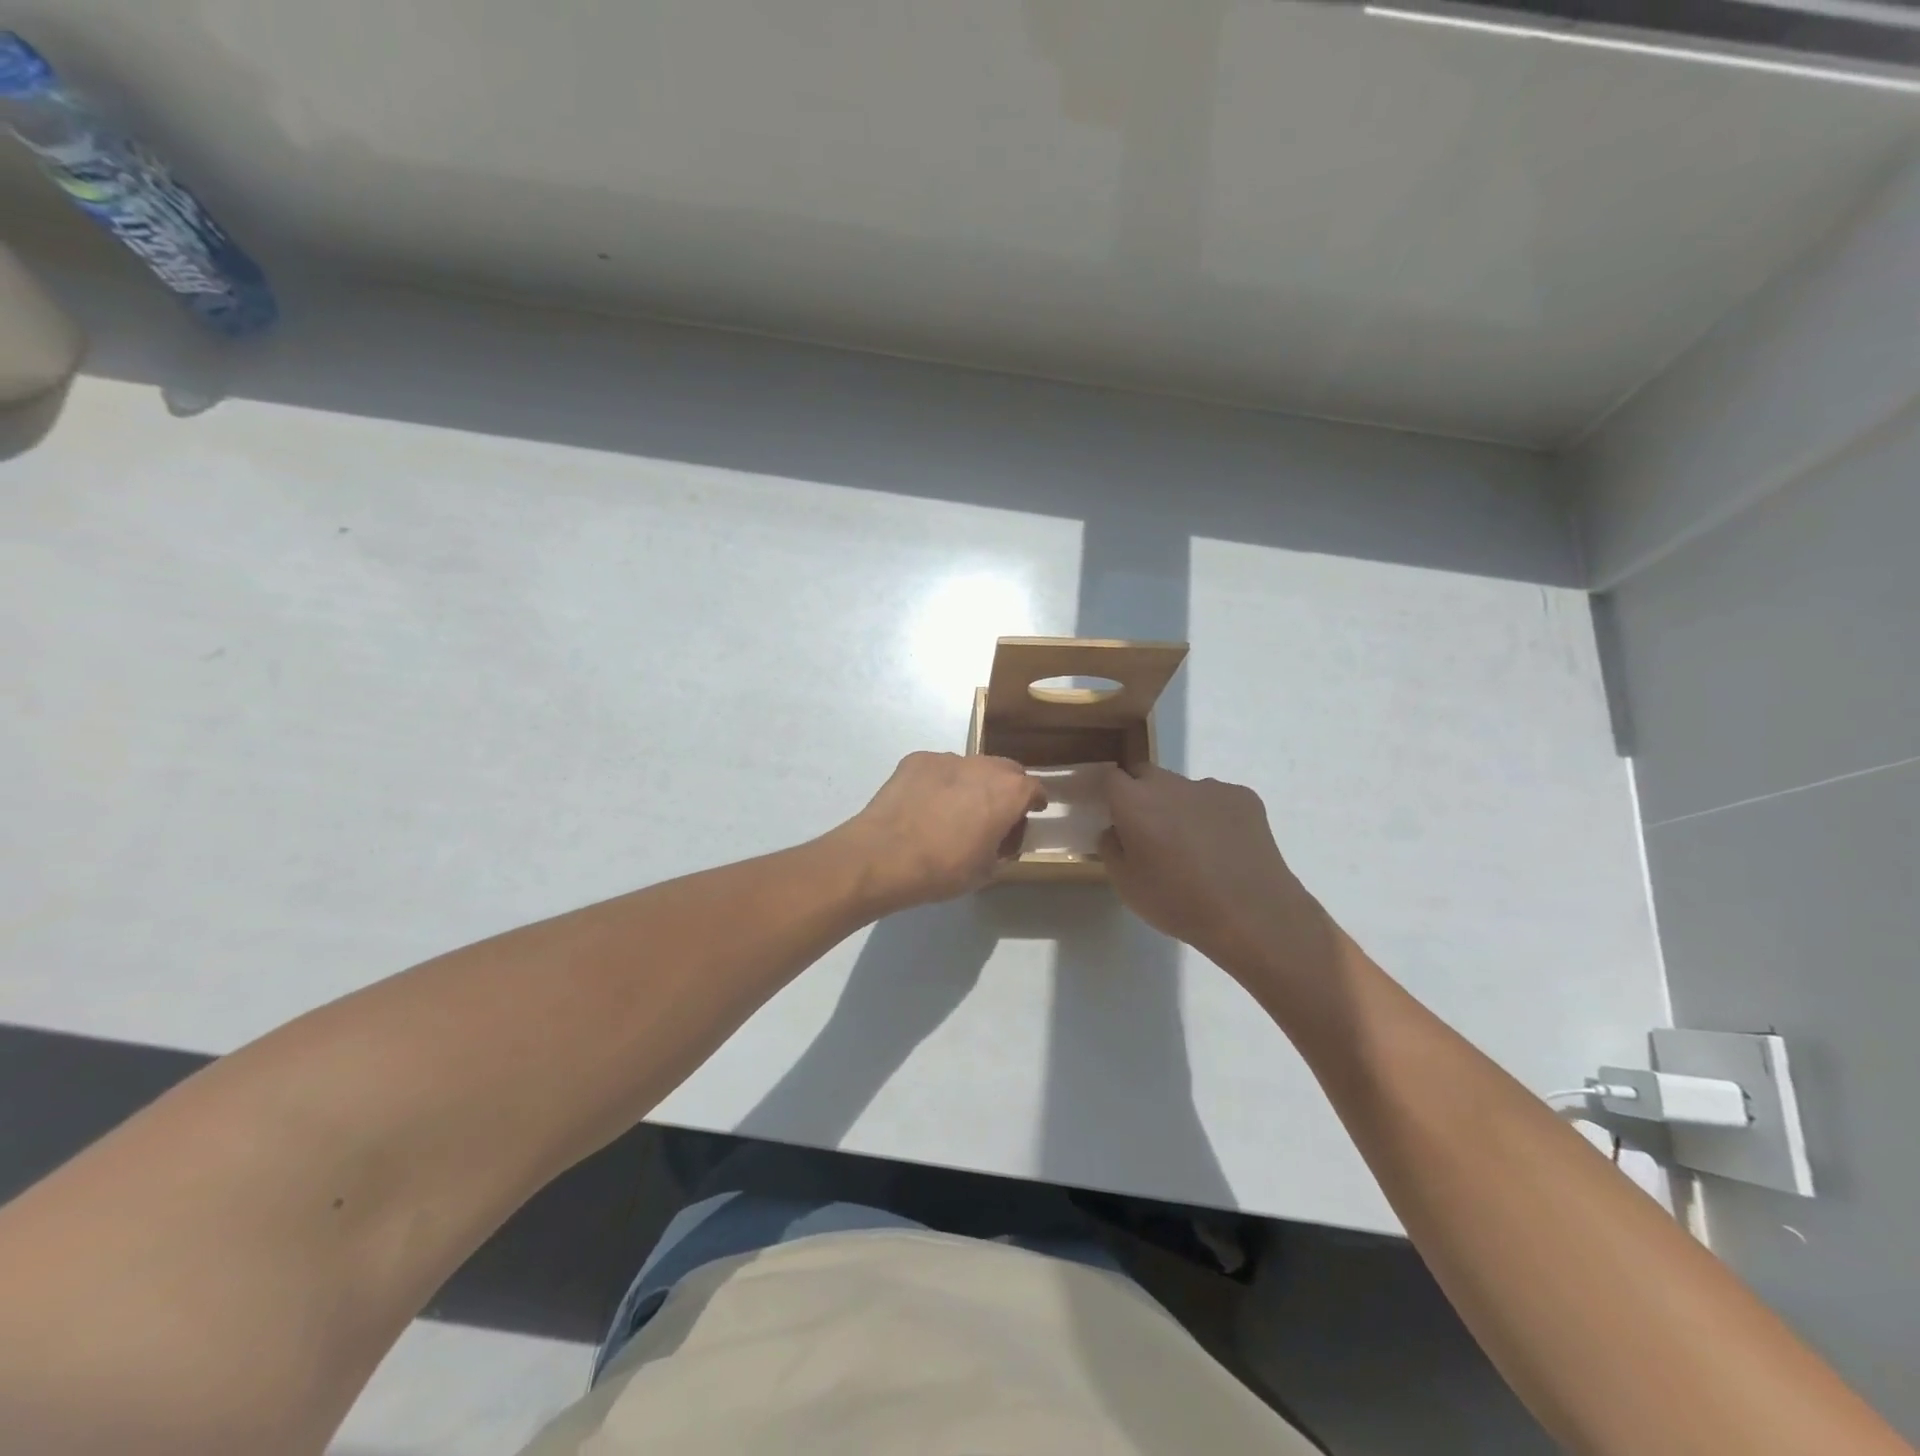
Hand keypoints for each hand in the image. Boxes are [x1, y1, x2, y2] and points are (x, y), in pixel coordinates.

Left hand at [840, 752, 1045, 911]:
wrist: (884, 856)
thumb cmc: (943, 869)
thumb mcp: (986, 870)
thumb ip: (1003, 848)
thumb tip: (1001, 839)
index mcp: (1008, 792)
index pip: (1034, 788)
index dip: (1034, 801)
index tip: (1031, 812)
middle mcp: (983, 766)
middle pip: (1006, 770)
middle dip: (1007, 787)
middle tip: (995, 812)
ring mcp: (947, 758)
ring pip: (971, 766)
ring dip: (972, 783)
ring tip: (954, 809)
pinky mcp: (917, 760)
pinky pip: (939, 768)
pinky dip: (940, 782)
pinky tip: (925, 804)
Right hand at [1100, 764, 1336, 984]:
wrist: (1252, 915)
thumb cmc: (1178, 902)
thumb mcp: (1126, 885)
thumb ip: (1111, 848)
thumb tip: (1116, 830)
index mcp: (1135, 802)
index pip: (1110, 777)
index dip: (1108, 793)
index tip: (1110, 814)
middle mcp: (1170, 784)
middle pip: (1146, 776)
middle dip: (1142, 796)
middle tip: (1148, 833)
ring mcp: (1211, 787)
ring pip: (1183, 790)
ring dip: (1179, 808)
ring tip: (1194, 849)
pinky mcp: (1244, 797)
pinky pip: (1217, 800)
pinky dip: (1213, 817)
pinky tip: (1224, 850)